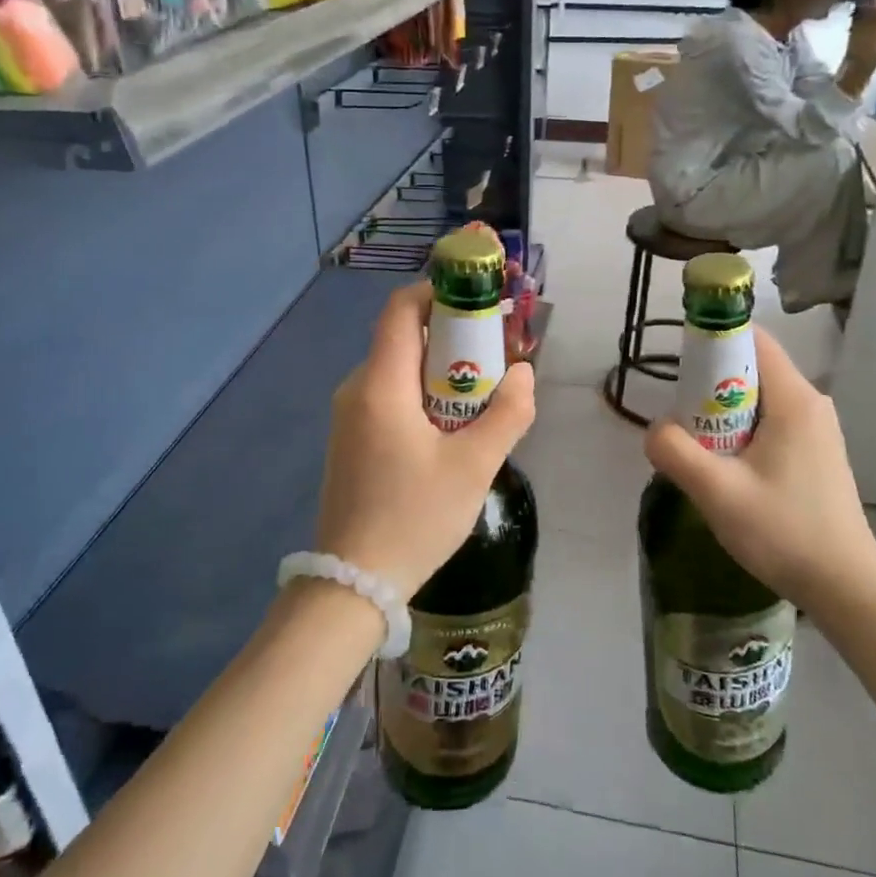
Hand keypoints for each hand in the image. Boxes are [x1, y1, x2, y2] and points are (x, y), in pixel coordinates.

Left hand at [317, 282, 535, 598]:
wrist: (352, 584)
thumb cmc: (414, 517)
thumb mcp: (474, 467)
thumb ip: (507, 414)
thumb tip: (525, 375)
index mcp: (381, 384)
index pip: (402, 309)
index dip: (439, 292)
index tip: (480, 299)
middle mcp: (357, 389)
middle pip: (404, 338)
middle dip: (452, 337)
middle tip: (496, 357)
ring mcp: (349, 416)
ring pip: (399, 370)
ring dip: (440, 371)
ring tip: (482, 397)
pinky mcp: (351, 440)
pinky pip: (390, 397)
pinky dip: (423, 396)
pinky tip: (451, 429)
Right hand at [642, 327, 875, 611]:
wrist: (845, 588)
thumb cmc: (784, 532)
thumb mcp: (717, 492)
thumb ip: (675, 451)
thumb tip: (655, 429)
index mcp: (794, 399)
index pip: (752, 339)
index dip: (712, 342)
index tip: (680, 368)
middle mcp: (811, 403)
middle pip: (752, 368)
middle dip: (711, 386)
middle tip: (684, 422)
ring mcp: (817, 429)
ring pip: (758, 398)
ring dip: (723, 413)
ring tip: (701, 450)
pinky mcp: (816, 453)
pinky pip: (771, 422)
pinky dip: (742, 432)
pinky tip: (729, 469)